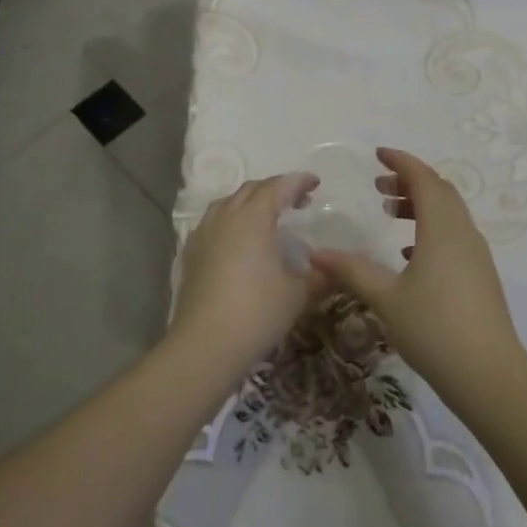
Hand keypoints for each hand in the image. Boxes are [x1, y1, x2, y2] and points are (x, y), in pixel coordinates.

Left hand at [169, 173, 323, 364]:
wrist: (204, 345)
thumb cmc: (257, 313)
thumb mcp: (298, 294)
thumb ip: (319, 276)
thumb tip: (335, 269)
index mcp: (253, 218)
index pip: (278, 187)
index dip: (298, 182)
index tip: (315, 183)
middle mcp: (225, 217)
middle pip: (251, 190)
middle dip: (275, 189)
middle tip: (297, 201)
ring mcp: (203, 234)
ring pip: (228, 203)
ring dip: (251, 202)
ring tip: (269, 217)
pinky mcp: (191, 253)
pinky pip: (214, 222)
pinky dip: (233, 220)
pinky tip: (241, 241)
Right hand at [308, 148, 526, 397]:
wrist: (488, 374)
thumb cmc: (434, 328)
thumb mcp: (385, 298)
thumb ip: (352, 271)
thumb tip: (316, 254)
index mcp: (443, 228)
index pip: (424, 179)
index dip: (402, 162)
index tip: (378, 155)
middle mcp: (464, 233)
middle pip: (440, 192)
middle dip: (410, 182)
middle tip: (378, 186)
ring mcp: (476, 255)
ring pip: (449, 215)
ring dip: (420, 206)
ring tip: (389, 214)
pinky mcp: (480, 276)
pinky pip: (454, 237)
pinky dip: (430, 231)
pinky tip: (409, 255)